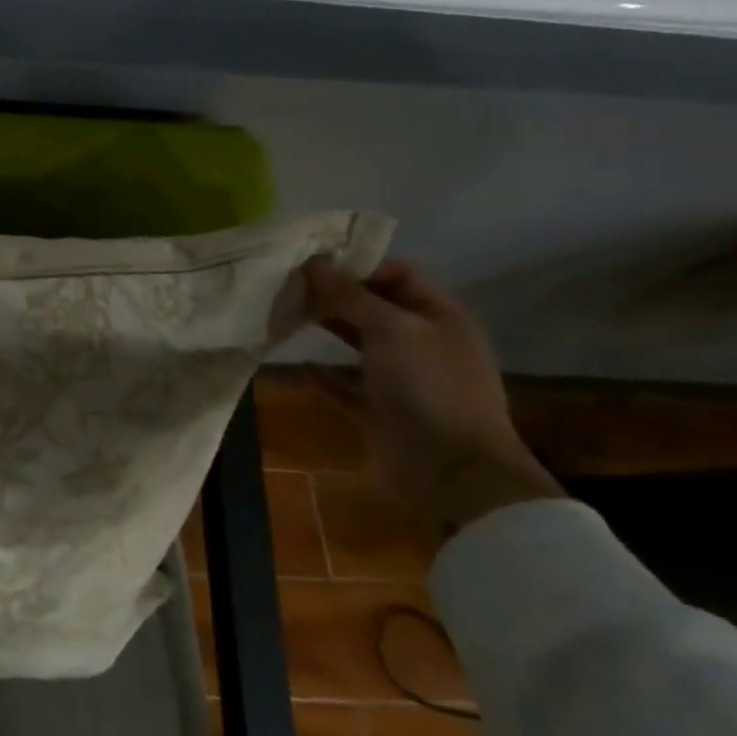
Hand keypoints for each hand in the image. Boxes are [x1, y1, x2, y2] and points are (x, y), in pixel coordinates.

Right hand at [301, 257, 561, 543]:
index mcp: (440, 316)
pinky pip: (348, 385)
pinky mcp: (381, 410)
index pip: (396, 274)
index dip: (356, 265)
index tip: (309, 263)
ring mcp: (403, 379)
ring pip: (359, 344)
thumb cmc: (429, 389)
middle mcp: (423, 343)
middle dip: (334, 296)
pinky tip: (299, 367)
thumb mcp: (392, 330)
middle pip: (374, 307)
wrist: (452, 473)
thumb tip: (314, 262)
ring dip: (326, 331)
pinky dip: (324, 376)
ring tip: (284, 318)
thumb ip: (351, 296)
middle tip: (287, 287)